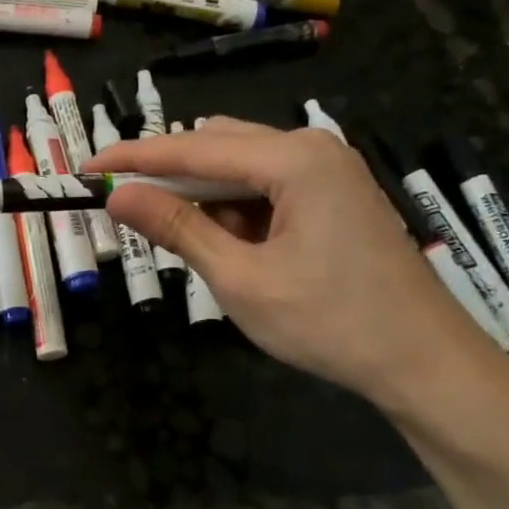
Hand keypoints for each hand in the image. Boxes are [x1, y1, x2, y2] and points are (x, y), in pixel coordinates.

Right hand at [89, 117, 500, 404]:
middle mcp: (312, 149)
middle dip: (168, 175)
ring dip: (202, 195)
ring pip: (241, 168)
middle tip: (122, 207)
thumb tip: (117, 195)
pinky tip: (225, 243)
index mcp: (293, 159)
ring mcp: (329, 171)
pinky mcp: (334, 196)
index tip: (85, 168)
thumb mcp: (240, 278)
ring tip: (177, 236)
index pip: (193, 146)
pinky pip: (267, 187)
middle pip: (217, 145)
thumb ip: (177, 228)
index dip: (133, 158)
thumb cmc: (329, 322)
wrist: (422, 362)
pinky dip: (235, 209)